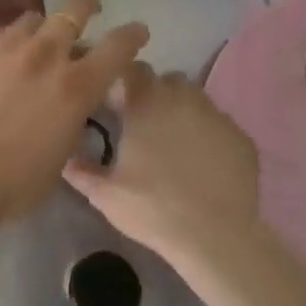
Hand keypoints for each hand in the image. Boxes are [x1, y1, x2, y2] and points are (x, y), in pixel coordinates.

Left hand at [0, 0, 148, 251]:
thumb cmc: (11, 186)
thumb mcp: (59, 160)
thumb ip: (71, 122)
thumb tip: (69, 107)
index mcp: (75, 87)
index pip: (118, 47)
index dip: (133, 35)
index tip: (138, 31)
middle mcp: (44, 56)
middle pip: (74, 8)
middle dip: (87, 5)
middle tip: (90, 9)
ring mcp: (5, 48)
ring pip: (33, 19)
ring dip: (43, 29)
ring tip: (37, 43)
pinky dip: (7, 44)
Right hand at [63, 61, 260, 265]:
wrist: (214, 236)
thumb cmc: (152, 207)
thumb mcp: (106, 195)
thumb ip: (82, 171)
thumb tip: (64, 159)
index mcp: (145, 102)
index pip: (132, 68)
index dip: (124, 80)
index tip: (118, 101)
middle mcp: (181, 97)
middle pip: (166, 80)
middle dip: (156, 95)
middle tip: (146, 125)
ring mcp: (216, 115)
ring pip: (196, 99)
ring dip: (183, 111)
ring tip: (177, 143)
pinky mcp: (241, 137)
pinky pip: (221, 126)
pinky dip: (210, 136)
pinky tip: (206, 164)